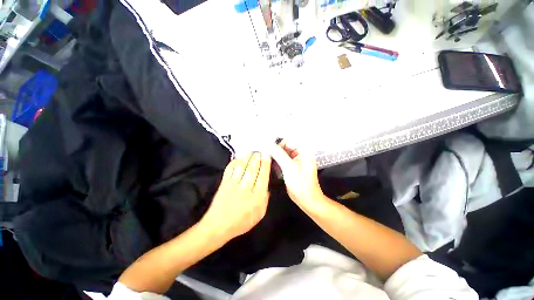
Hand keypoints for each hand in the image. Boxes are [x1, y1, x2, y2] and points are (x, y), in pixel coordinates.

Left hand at [201, 152, 271, 240]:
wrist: (218, 226)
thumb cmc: (241, 222)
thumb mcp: (259, 215)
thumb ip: (265, 200)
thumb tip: (266, 187)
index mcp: (256, 197)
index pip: (263, 177)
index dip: (266, 165)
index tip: (268, 156)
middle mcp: (246, 188)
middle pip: (252, 169)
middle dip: (257, 158)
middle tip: (260, 151)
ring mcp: (233, 184)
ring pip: (242, 167)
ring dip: (247, 157)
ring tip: (251, 151)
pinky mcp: (224, 183)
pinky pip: (230, 169)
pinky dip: (234, 162)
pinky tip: (238, 158)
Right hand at [270, 140, 324, 209]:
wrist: (307, 199)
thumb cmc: (301, 184)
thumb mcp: (288, 167)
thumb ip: (278, 154)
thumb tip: (268, 145)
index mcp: (304, 150)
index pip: (288, 140)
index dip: (277, 144)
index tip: (267, 149)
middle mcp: (301, 153)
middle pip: (285, 146)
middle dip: (275, 150)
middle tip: (266, 155)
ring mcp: (297, 160)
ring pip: (283, 153)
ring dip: (275, 156)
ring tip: (269, 160)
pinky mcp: (293, 166)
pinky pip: (283, 160)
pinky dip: (277, 161)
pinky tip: (273, 165)